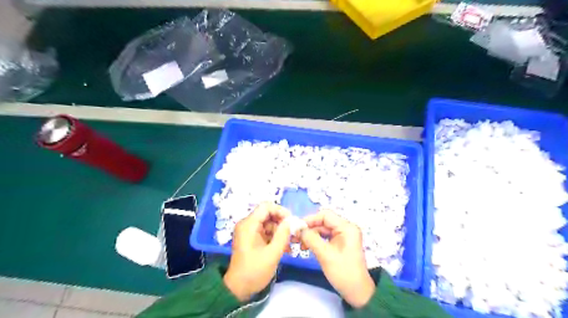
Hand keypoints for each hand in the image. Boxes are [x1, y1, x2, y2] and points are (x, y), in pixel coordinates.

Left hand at [223, 202, 289, 301]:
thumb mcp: (272, 253)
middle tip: (294, 233)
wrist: (238, 289)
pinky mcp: (251, 238)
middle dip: (282, 222)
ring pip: (269, 223)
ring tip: (291, 243)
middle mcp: (247, 224)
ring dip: (280, 231)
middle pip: (268, 214)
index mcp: (249, 224)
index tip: (291, 221)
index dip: (280, 211)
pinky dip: (275, 237)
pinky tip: (285, 247)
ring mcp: (249, 231)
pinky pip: (266, 231)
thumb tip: (291, 221)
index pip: (266, 207)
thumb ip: (283, 235)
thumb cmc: (254, 271)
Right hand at [300, 210, 375, 306]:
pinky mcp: (340, 243)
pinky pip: (325, 237)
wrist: (357, 293)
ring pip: (322, 229)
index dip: (310, 220)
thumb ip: (311, 239)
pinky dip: (315, 240)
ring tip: (299, 244)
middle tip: (295, 237)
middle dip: (309, 229)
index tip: (297, 228)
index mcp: (347, 228)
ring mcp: (343, 236)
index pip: (325, 216)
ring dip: (310, 235)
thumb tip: (297, 228)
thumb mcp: (325, 255)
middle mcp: (346, 228)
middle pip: (323, 222)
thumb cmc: (343, 273)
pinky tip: (307, 247)